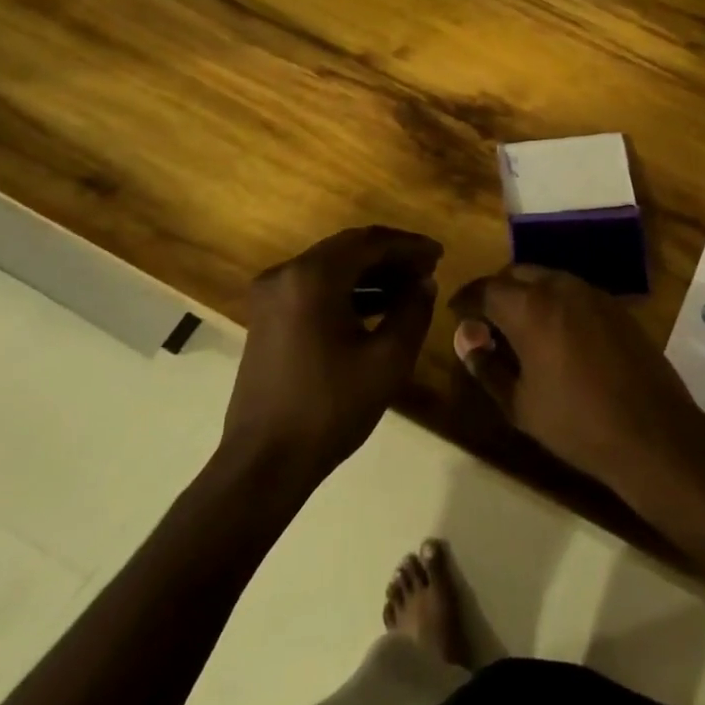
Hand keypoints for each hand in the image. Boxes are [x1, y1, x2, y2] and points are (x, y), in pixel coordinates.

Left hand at [223, 226, 442, 478]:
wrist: (264, 462)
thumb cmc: (330, 408)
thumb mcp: (388, 360)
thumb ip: (413, 311)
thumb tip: (424, 283)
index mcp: (313, 277)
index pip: (370, 242)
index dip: (409, 245)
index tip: (439, 255)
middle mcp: (286, 274)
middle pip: (348, 249)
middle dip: (391, 256)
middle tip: (428, 269)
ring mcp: (271, 296)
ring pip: (331, 268)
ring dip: (370, 273)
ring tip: (410, 288)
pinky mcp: (267, 318)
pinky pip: (314, 288)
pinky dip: (347, 290)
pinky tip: (377, 307)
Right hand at [450, 265, 704, 494]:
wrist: (652, 431)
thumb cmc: (577, 423)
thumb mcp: (519, 404)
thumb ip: (487, 366)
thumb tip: (467, 341)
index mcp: (531, 308)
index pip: (485, 289)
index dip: (465, 300)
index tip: (456, 314)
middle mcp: (562, 287)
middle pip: (517, 274)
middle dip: (496, 292)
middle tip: (485, 322)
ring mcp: (593, 293)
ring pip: (548, 279)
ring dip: (527, 295)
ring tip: (518, 329)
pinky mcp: (616, 306)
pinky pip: (574, 292)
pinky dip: (555, 303)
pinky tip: (555, 335)